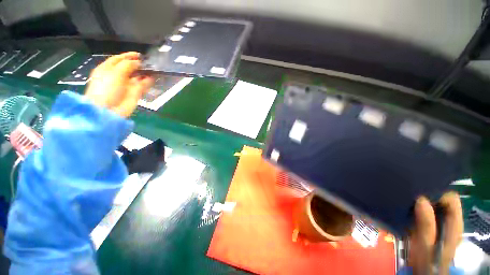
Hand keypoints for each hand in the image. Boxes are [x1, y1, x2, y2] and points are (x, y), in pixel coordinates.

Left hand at [85, 52, 153, 116]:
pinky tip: (153, 77)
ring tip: (153, 68)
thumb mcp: (114, 72)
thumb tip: (138, 62)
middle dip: (138, 64)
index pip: (118, 59)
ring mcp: (127, 85)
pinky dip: (148, 81)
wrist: (109, 109)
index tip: (139, 55)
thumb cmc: (107, 88)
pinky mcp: (135, 93)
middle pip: (129, 67)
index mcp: (107, 69)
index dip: (128, 56)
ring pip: (137, 76)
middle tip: (148, 62)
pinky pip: (143, 85)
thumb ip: (127, 65)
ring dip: (144, 72)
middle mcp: (117, 76)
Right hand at [408, 192, 462, 274]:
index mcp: (454, 223)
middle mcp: (449, 219)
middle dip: (427, 195)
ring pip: (432, 204)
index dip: (438, 192)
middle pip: (441, 200)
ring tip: (406, 198)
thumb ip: (426, 224)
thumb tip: (421, 200)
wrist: (423, 271)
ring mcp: (439, 222)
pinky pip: (424, 210)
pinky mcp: (430, 224)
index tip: (421, 192)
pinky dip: (416, 207)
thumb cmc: (426, 259)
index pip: (451, 198)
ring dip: (420, 200)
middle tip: (410, 193)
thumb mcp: (426, 243)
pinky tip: (405, 208)